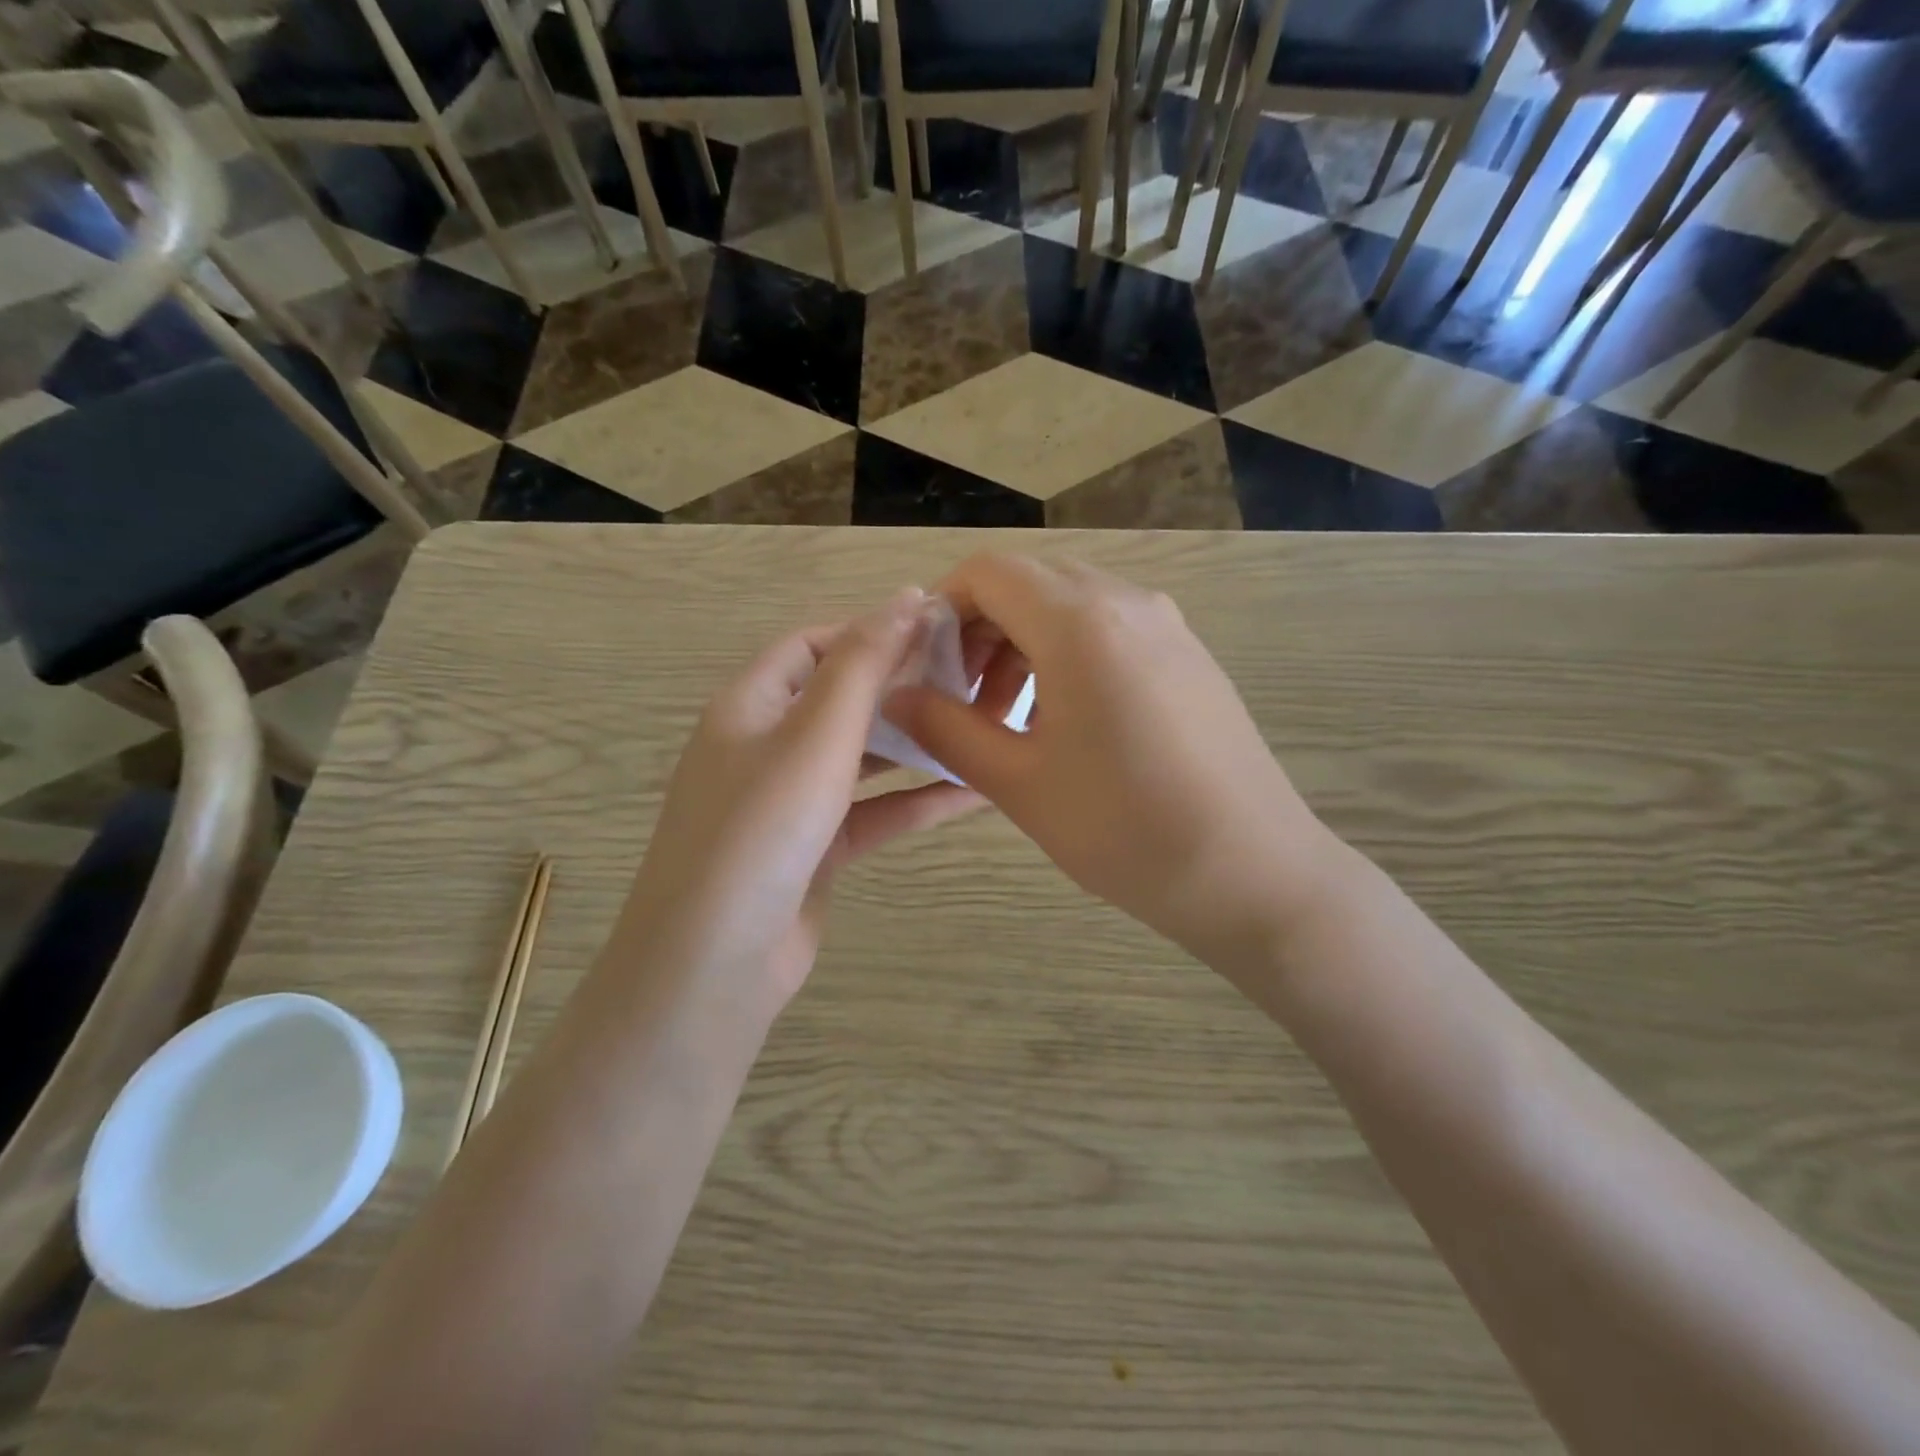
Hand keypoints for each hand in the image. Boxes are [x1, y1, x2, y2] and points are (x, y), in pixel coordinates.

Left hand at [626, 589, 981, 1009]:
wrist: (715, 963)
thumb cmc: (762, 829)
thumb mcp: (816, 735)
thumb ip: (864, 664)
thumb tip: (909, 597)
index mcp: (750, 706)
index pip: (812, 645)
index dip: (870, 630)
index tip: (936, 629)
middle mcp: (765, 746)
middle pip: (840, 699)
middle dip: (901, 687)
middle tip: (972, 680)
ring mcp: (790, 802)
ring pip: (862, 758)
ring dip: (915, 744)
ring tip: (980, 728)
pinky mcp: (815, 850)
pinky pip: (873, 812)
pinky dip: (916, 801)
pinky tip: (974, 794)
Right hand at [886, 555, 1340, 973]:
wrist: (1254, 873)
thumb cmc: (1124, 830)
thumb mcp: (1018, 783)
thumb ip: (946, 728)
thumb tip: (895, 695)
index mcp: (1079, 622)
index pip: (988, 572)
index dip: (941, 608)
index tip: (923, 666)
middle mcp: (1127, 602)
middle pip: (1029, 582)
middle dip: (979, 629)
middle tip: (960, 699)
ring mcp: (1167, 626)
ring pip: (1070, 605)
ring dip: (1023, 644)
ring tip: (1007, 718)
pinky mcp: (1190, 655)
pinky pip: (1111, 629)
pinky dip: (1068, 655)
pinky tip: (1066, 722)